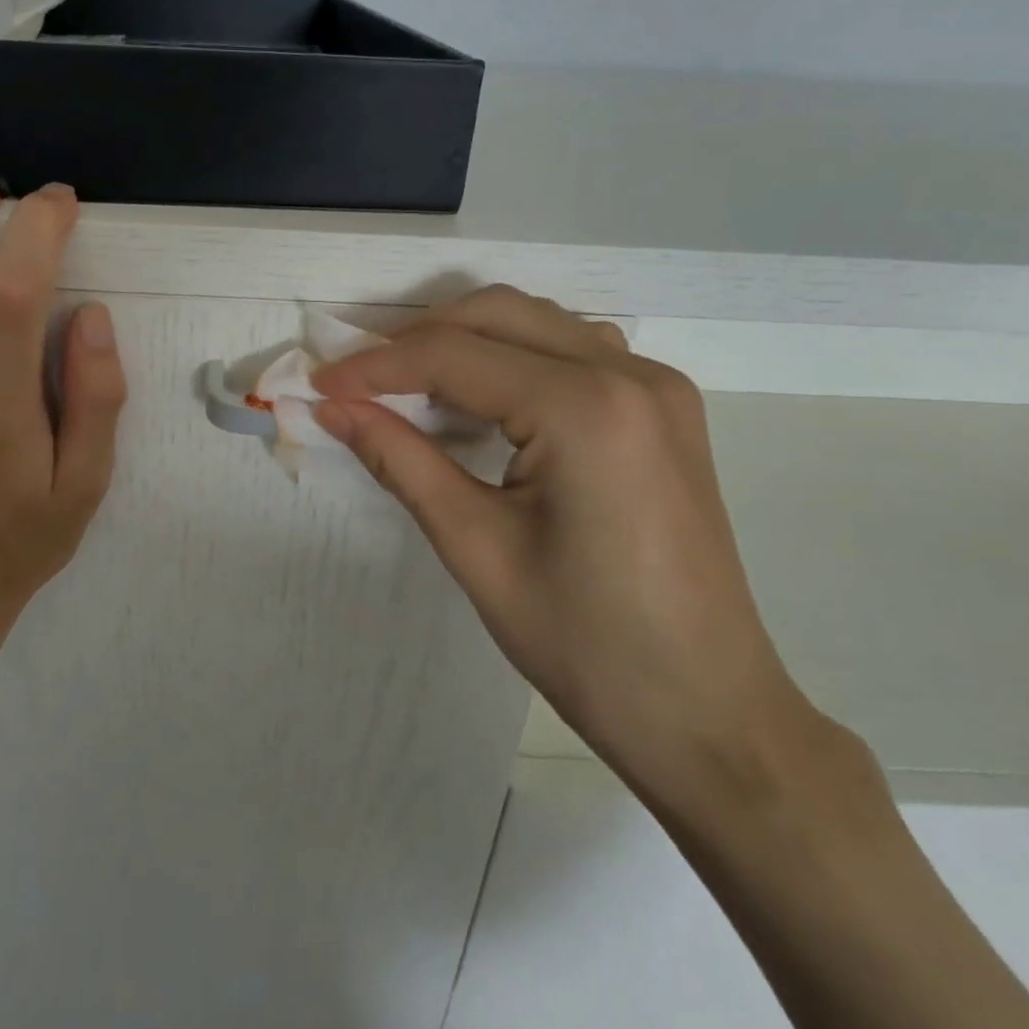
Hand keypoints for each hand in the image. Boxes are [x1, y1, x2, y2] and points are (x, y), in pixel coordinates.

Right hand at [312, 285, 826, 806]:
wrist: (707, 714)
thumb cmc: (585, 645)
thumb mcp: (475, 547)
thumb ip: (400, 459)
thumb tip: (333, 407)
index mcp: (585, 409)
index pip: (454, 357)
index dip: (376, 366)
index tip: (321, 383)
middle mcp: (628, 374)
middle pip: (497, 314)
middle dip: (418, 339)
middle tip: (360, 380)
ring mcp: (657, 386)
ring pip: (537, 322)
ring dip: (467, 339)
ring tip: (411, 383)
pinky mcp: (666, 407)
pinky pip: (574, 348)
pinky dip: (515, 354)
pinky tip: (487, 396)